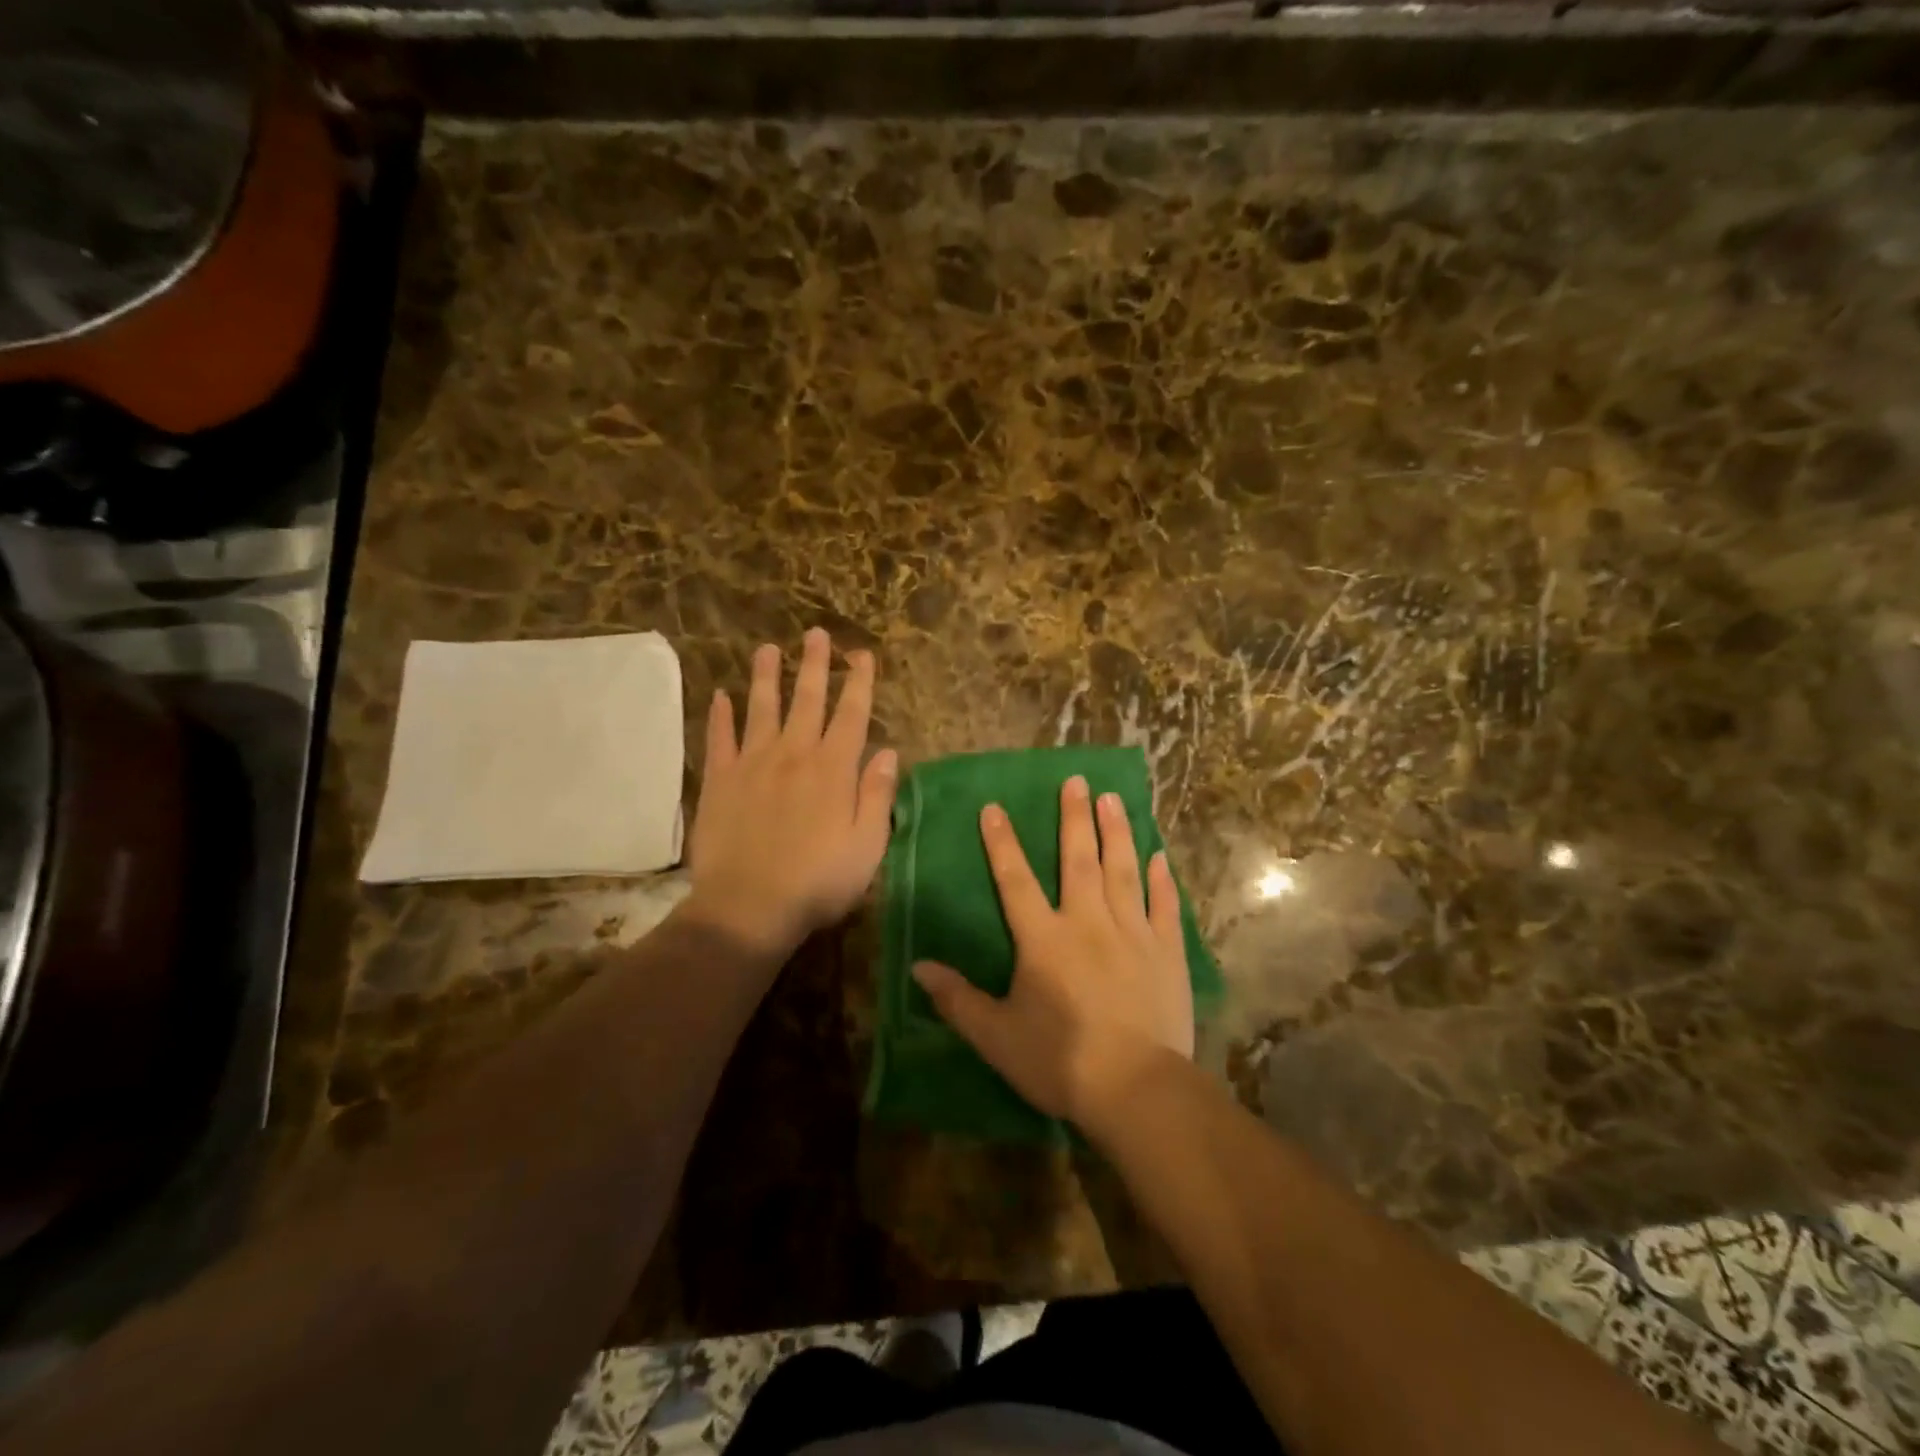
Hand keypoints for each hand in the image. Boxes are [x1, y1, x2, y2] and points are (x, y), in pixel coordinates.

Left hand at [682, 629, 896, 959]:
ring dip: (767, 677)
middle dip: (815, 665)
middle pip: (807, 700)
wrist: (748, 907)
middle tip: (816, 634)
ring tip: (768, 648)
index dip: (859, 683)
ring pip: (761, 709)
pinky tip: (721, 696)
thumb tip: (890, 752)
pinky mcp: (719, 781)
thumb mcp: (867, 845)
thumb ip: (877, 795)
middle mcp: (793, 755)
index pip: (851, 715)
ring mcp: (752, 764)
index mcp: (833, 770)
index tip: (861, 654)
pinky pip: (719, 739)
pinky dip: (720, 716)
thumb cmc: (818, 882)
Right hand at [912, 775, 1193, 1131]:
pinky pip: (1164, 905)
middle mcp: (1088, 922)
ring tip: (1113, 799)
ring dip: (1117, 832)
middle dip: (1075, 818)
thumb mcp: (996, 1036)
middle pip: (1079, 860)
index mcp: (1044, 939)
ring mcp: (1132, 933)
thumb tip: (919, 966)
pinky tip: (1159, 856)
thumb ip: (958, 999)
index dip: (1002, 843)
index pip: (1015, 880)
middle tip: (1077, 781)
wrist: (1136, 1088)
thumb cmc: (1059, 1061)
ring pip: (1123, 871)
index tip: (994, 807)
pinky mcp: (1166, 951)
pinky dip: (1161, 879)